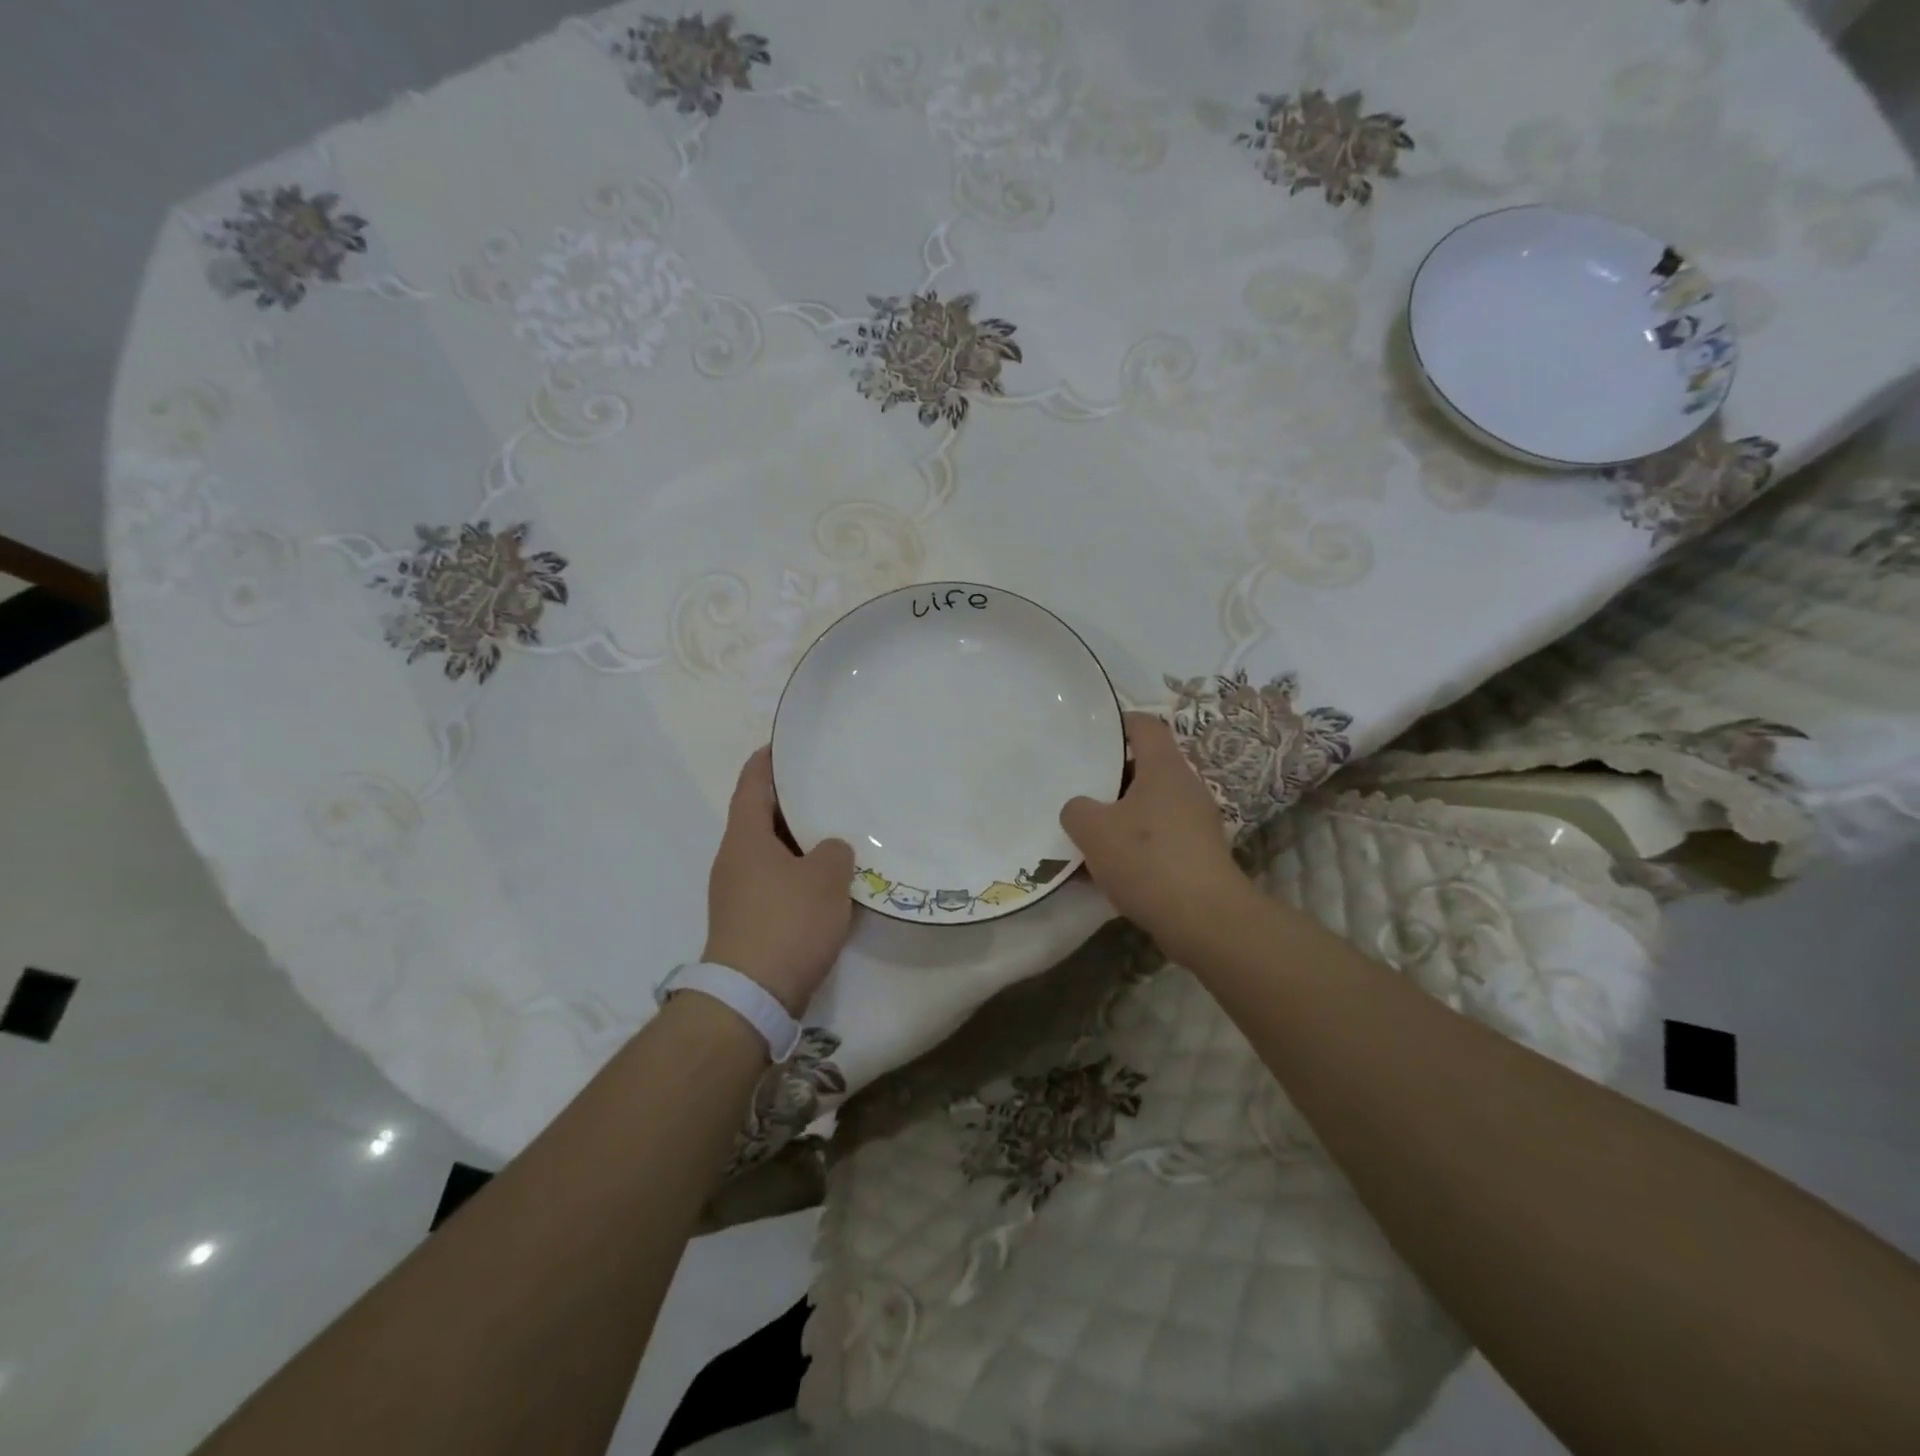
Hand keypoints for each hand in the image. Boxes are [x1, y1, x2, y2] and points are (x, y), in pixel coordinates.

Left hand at [703, 748, 855, 1016]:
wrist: (752, 996)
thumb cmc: (787, 923)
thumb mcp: (825, 878)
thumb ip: (834, 851)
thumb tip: (830, 850)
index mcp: (745, 837)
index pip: (752, 782)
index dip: (769, 759)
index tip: (791, 743)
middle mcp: (735, 859)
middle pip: (762, 816)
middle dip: (793, 800)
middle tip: (830, 785)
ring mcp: (738, 892)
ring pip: (772, 851)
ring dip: (800, 839)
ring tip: (838, 827)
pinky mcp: (750, 920)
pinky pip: (777, 880)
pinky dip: (800, 871)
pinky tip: (830, 878)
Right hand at [1060, 713, 1251, 956]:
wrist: (1205, 920)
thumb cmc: (1148, 859)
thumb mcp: (1093, 830)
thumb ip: (1076, 810)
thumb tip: (1080, 809)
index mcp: (1164, 768)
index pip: (1144, 725)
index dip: (1117, 722)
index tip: (1089, 733)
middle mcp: (1185, 788)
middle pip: (1145, 768)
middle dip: (1110, 778)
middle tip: (1077, 787)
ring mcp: (1196, 823)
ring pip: (1149, 807)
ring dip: (1119, 816)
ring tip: (1085, 834)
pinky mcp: (1198, 856)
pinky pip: (1158, 839)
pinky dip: (1133, 847)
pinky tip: (1105, 872)